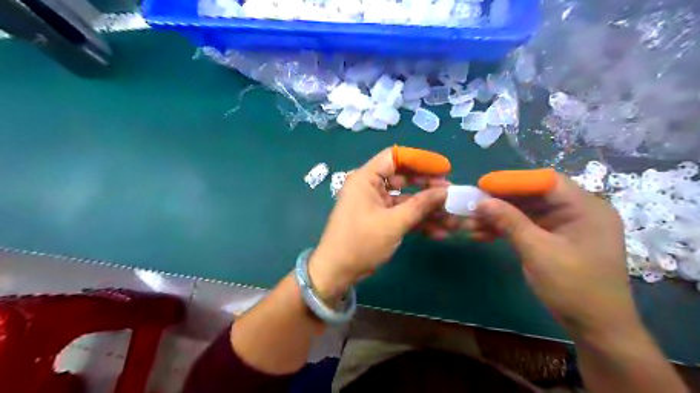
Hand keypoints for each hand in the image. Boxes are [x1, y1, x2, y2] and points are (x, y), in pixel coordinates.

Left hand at [309, 150, 445, 298]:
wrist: (338, 271)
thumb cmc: (361, 242)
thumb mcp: (393, 223)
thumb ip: (420, 205)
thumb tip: (445, 192)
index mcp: (366, 179)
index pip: (394, 157)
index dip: (420, 160)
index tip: (444, 168)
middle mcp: (370, 187)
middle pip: (403, 177)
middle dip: (427, 186)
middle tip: (450, 192)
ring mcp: (375, 204)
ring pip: (405, 198)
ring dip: (426, 207)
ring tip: (451, 214)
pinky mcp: (380, 219)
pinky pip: (402, 214)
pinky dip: (417, 221)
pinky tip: (439, 231)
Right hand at [463, 172, 638, 340]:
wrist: (595, 328)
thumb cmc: (574, 288)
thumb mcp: (538, 251)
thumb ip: (510, 222)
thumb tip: (481, 201)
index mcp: (585, 208)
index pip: (545, 181)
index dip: (512, 181)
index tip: (483, 186)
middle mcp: (576, 211)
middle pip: (532, 196)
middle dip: (500, 201)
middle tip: (472, 205)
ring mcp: (564, 226)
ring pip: (525, 212)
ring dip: (498, 217)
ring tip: (470, 223)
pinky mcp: (553, 239)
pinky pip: (526, 226)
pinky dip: (505, 229)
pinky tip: (482, 234)